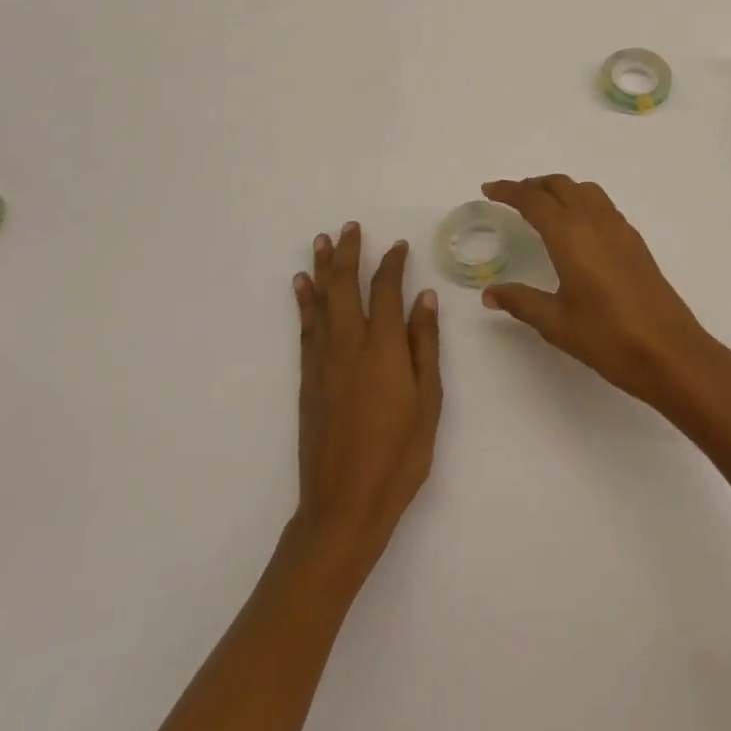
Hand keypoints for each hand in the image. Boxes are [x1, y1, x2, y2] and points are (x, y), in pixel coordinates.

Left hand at [292, 223, 442, 575]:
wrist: (344, 503)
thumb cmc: (399, 454)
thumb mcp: (428, 400)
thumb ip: (424, 345)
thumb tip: (424, 298)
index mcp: (383, 346)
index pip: (386, 290)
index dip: (392, 263)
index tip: (398, 245)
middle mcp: (349, 343)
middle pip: (346, 285)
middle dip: (348, 253)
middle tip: (349, 227)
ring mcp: (324, 360)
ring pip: (322, 301)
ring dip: (322, 268)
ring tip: (321, 241)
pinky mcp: (308, 378)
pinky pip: (306, 327)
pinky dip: (304, 302)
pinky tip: (302, 287)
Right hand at [479, 176, 718, 409]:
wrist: (669, 350)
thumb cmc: (607, 336)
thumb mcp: (556, 322)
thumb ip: (521, 301)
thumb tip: (489, 294)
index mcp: (569, 234)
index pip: (533, 199)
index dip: (509, 191)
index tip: (489, 190)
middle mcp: (594, 220)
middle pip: (559, 185)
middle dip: (533, 186)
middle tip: (511, 198)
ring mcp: (619, 228)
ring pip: (584, 190)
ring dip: (559, 189)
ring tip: (542, 207)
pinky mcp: (634, 241)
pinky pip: (602, 205)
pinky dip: (581, 201)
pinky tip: (576, 228)